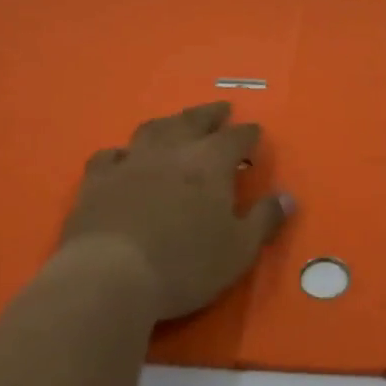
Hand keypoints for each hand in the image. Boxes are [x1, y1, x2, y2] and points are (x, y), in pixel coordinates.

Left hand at [61, 101, 293, 321]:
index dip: (248, 134)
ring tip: (176, 124)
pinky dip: (122, 153)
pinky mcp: (97, 180)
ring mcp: (131, 161)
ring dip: (169, 123)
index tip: (255, 133)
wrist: (110, 276)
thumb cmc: (185, 264)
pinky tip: (123, 158)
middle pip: (194, 120)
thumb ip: (264, 220)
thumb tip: (288, 197)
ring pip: (153, 129)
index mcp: (210, 162)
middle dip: (211, 114)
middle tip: (221, 110)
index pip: (236, 137)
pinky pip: (110, 155)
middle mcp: (172, 150)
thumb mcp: (239, 250)